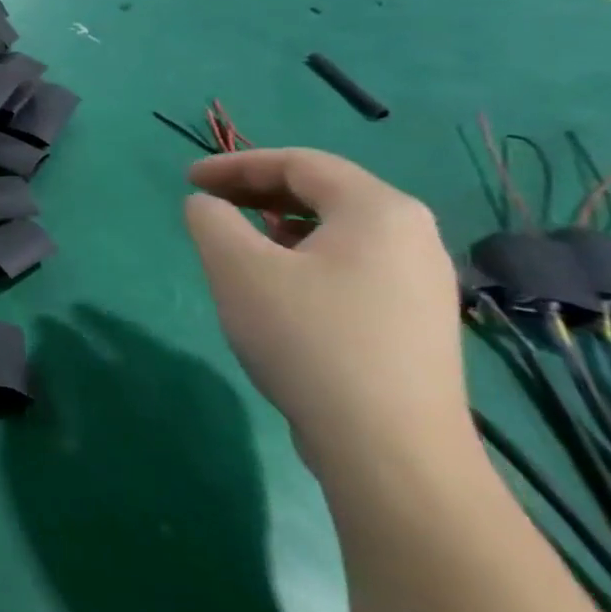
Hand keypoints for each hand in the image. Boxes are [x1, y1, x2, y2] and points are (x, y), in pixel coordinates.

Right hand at [183, 149, 470, 491]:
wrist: (390, 449)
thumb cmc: (308, 338)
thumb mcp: (237, 268)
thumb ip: (210, 219)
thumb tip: (206, 205)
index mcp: (378, 210)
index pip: (299, 163)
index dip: (236, 164)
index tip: (188, 179)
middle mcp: (412, 235)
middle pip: (324, 191)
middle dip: (257, 191)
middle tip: (207, 203)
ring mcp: (422, 281)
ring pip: (338, 230)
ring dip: (279, 224)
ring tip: (237, 242)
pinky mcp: (416, 320)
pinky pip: (352, 264)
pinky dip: (305, 256)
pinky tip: (279, 286)